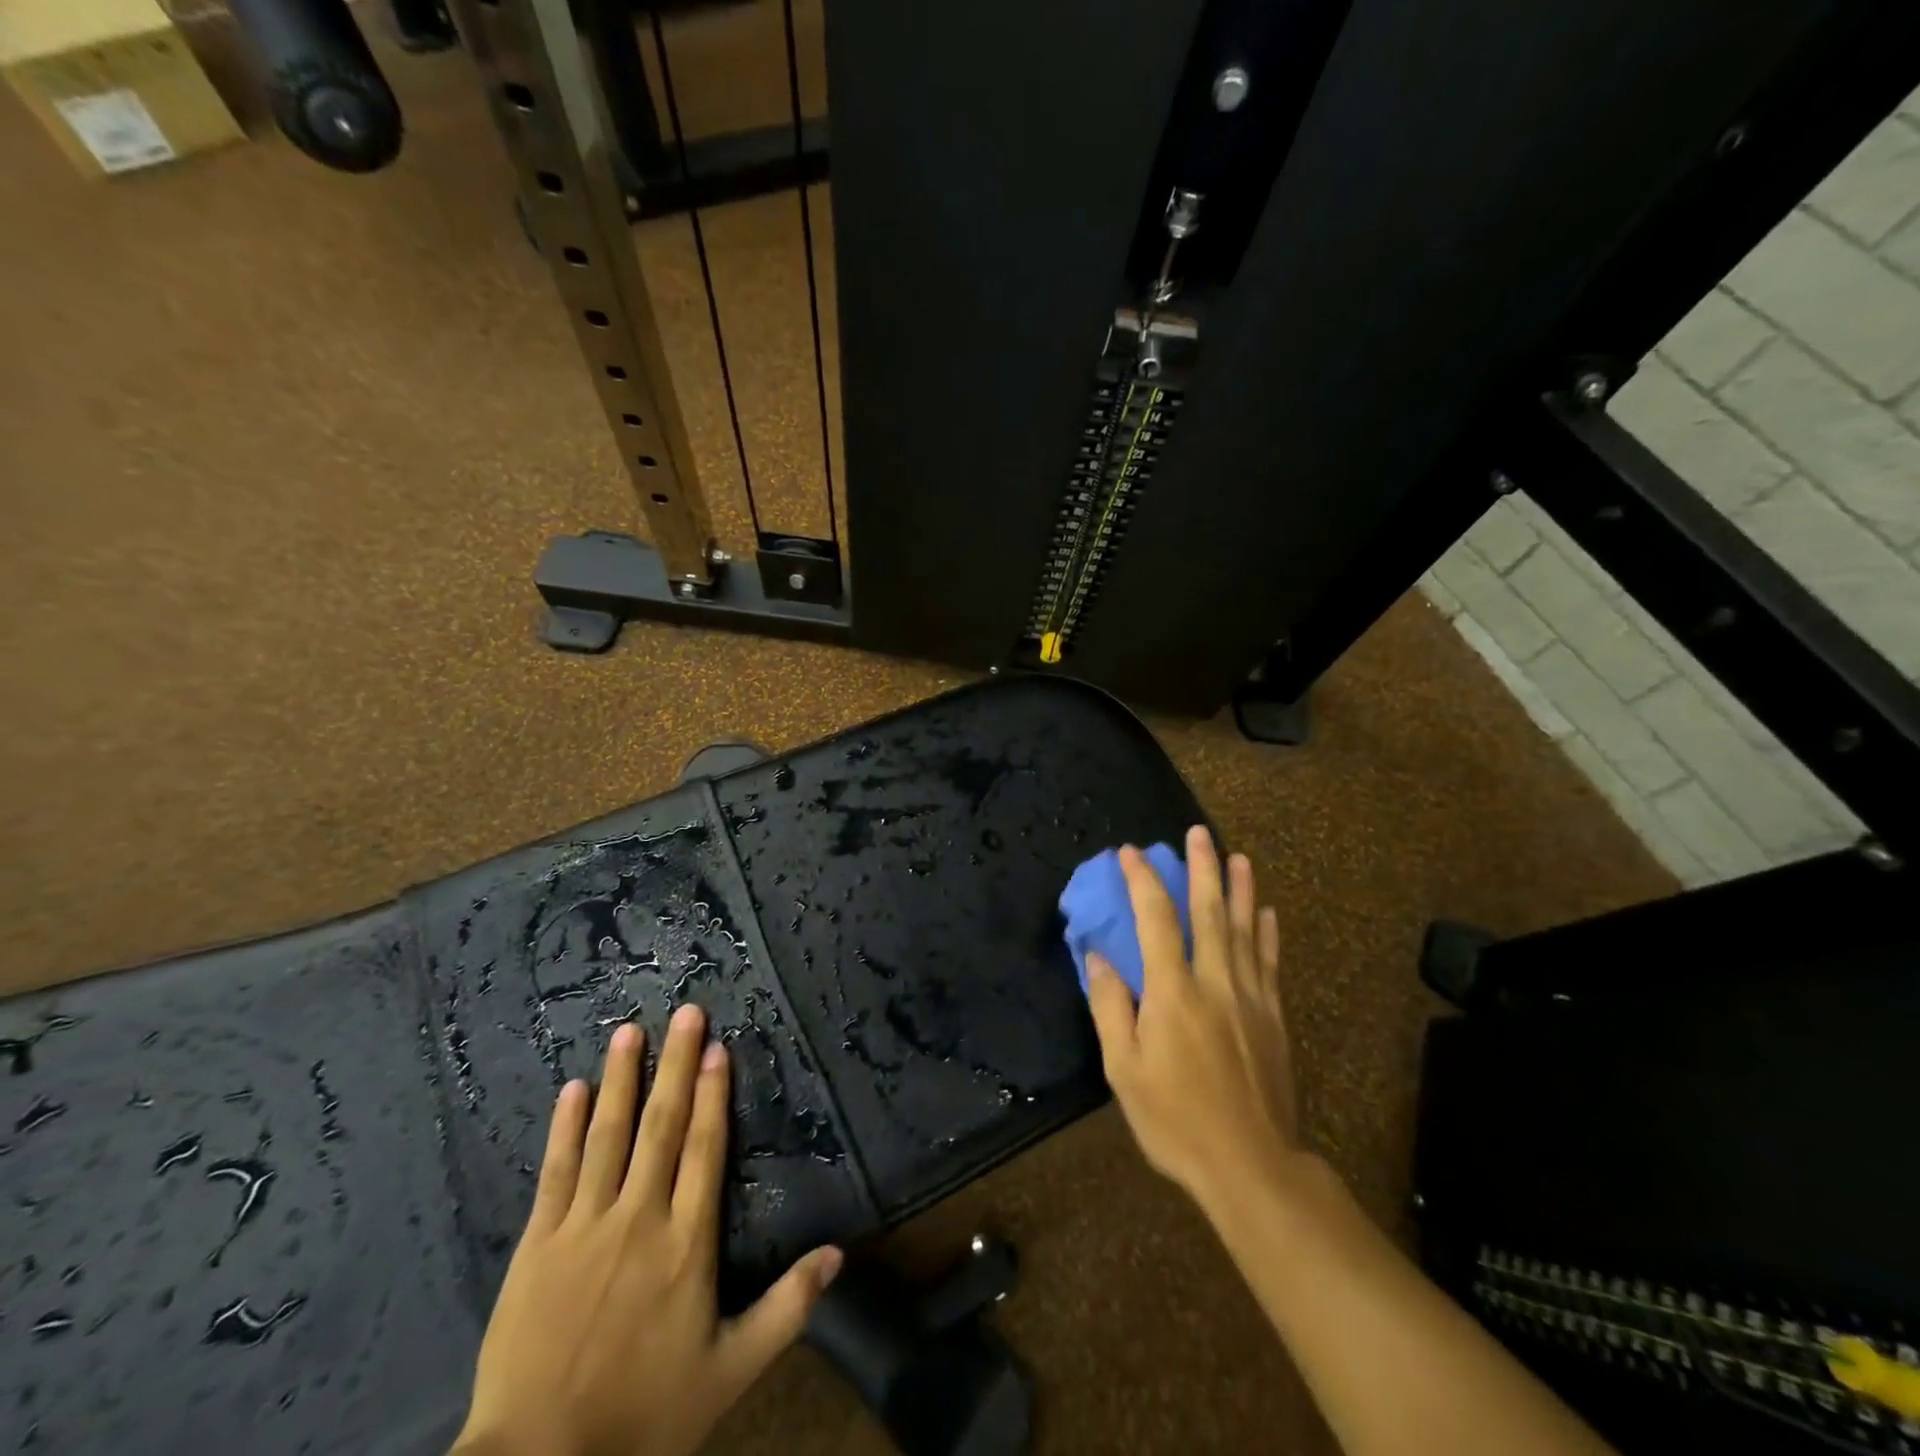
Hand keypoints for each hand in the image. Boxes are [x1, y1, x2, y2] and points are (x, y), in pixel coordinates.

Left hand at [453, 1006, 842, 1455]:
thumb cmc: (643, 1415)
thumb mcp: (731, 1371)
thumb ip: (787, 1308)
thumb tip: (839, 1253)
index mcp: (687, 1242)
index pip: (705, 1148)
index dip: (713, 1094)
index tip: (717, 1048)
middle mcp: (639, 1217)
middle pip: (662, 1125)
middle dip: (675, 1064)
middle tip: (686, 1012)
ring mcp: (584, 1226)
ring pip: (608, 1135)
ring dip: (621, 1079)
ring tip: (629, 1031)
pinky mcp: (538, 1243)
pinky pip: (555, 1172)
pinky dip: (564, 1127)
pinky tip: (572, 1090)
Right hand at [1085, 826, 1307, 1216]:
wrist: (1251, 1165)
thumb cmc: (1175, 1119)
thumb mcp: (1123, 1069)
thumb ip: (1110, 1006)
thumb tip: (1099, 956)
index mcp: (1173, 992)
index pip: (1156, 919)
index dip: (1142, 881)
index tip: (1129, 852)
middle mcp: (1215, 982)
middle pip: (1209, 912)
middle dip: (1202, 868)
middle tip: (1199, 832)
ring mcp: (1250, 998)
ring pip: (1244, 930)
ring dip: (1241, 889)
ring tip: (1239, 856)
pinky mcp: (1273, 1018)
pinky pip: (1270, 963)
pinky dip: (1267, 933)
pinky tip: (1267, 912)